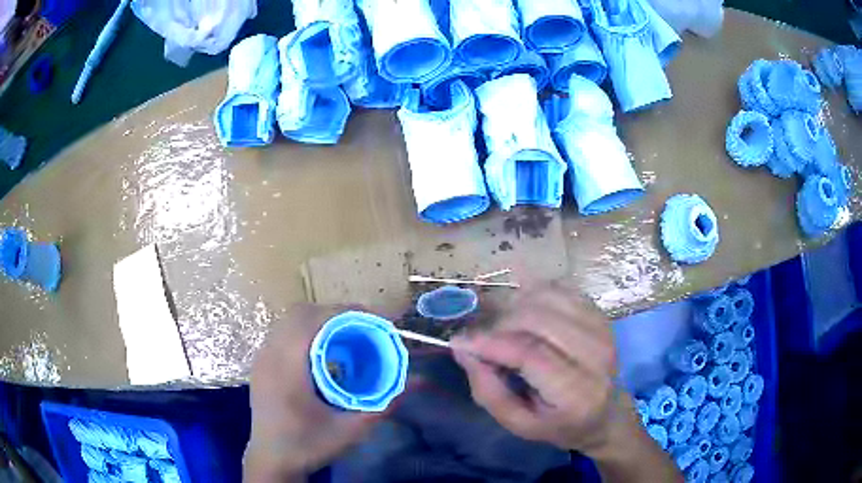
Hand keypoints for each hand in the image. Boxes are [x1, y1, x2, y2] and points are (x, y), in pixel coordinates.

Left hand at [244, 304, 381, 482]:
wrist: (272, 460)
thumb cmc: (308, 445)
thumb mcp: (350, 430)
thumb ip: (383, 405)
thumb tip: (414, 382)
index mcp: (287, 368)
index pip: (312, 320)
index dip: (344, 312)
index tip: (373, 320)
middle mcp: (270, 355)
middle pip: (299, 313)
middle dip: (334, 313)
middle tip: (363, 326)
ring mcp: (261, 358)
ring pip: (288, 320)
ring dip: (318, 320)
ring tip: (346, 334)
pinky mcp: (260, 364)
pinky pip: (282, 332)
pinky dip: (305, 330)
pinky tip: (322, 350)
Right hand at [450, 282, 631, 456]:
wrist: (605, 412)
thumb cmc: (558, 423)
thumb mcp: (518, 424)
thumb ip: (488, 390)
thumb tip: (462, 348)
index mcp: (576, 393)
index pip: (530, 354)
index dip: (491, 343)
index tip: (461, 341)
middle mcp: (595, 355)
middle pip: (539, 319)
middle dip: (500, 323)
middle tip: (481, 337)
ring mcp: (601, 329)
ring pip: (548, 297)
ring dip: (515, 304)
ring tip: (500, 324)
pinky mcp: (599, 314)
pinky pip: (560, 289)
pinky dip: (533, 293)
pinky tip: (522, 310)